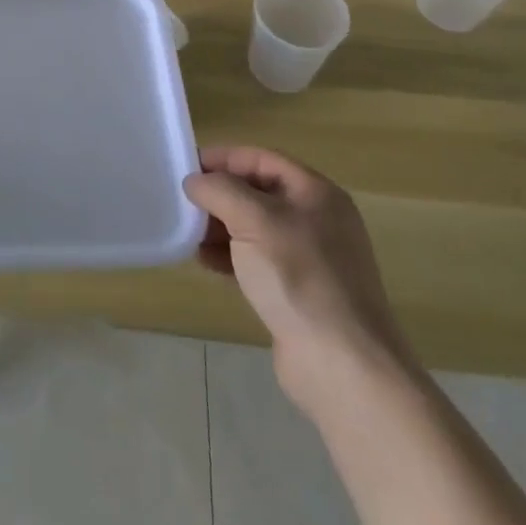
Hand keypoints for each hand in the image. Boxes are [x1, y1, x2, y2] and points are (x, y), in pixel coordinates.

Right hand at [184, 145, 413, 409]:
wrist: (343, 365)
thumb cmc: (299, 277)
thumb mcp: (254, 220)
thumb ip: (220, 191)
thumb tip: (194, 182)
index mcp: (316, 193)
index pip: (261, 159)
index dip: (223, 159)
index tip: (187, 167)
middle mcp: (316, 219)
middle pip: (258, 192)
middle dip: (220, 195)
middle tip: (183, 202)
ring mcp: (310, 258)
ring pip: (255, 228)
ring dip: (221, 227)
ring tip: (188, 234)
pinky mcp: (298, 291)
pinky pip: (257, 260)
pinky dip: (231, 256)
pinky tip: (205, 262)